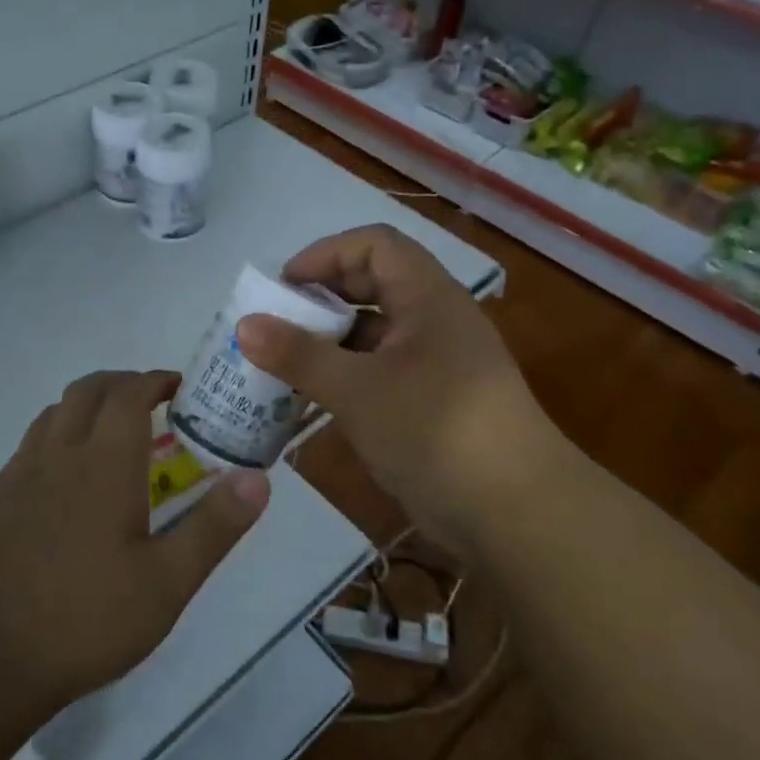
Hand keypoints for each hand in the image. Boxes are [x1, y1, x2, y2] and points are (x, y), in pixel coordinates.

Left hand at [0, 370, 271, 707]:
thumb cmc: (87, 617)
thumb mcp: (167, 582)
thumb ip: (214, 526)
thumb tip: (258, 479)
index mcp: (103, 462)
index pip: (128, 393)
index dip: (155, 380)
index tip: (180, 388)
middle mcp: (60, 452)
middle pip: (88, 390)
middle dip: (123, 383)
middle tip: (154, 403)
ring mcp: (23, 473)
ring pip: (56, 410)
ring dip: (89, 403)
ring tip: (116, 432)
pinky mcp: (1, 498)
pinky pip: (34, 440)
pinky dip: (60, 431)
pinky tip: (72, 472)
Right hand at [235, 225, 567, 539]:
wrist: (516, 514)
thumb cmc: (436, 431)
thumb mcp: (358, 390)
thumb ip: (299, 355)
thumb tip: (244, 324)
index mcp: (428, 298)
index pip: (375, 245)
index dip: (326, 254)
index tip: (284, 286)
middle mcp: (434, 321)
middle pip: (372, 285)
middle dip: (321, 298)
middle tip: (275, 324)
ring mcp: (435, 364)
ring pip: (373, 333)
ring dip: (328, 342)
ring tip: (281, 362)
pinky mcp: (430, 402)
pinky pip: (378, 372)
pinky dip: (344, 376)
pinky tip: (310, 399)